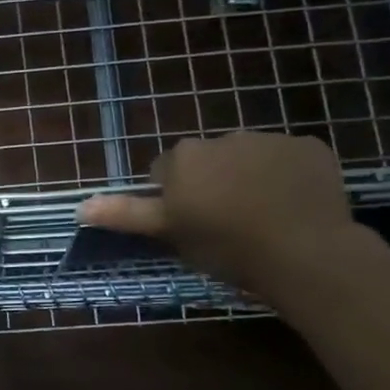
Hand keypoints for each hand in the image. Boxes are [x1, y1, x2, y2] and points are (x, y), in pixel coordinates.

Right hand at [76, 132, 359, 292]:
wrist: (303, 251)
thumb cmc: (224, 246)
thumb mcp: (169, 233)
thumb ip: (126, 214)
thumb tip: (80, 206)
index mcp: (185, 157)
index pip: (166, 173)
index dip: (174, 199)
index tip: (189, 224)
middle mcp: (223, 137)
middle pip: (208, 161)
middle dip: (211, 183)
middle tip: (224, 223)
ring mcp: (270, 139)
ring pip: (249, 158)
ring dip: (249, 178)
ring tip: (263, 217)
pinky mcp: (309, 147)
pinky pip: (290, 160)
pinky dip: (288, 177)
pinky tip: (294, 206)